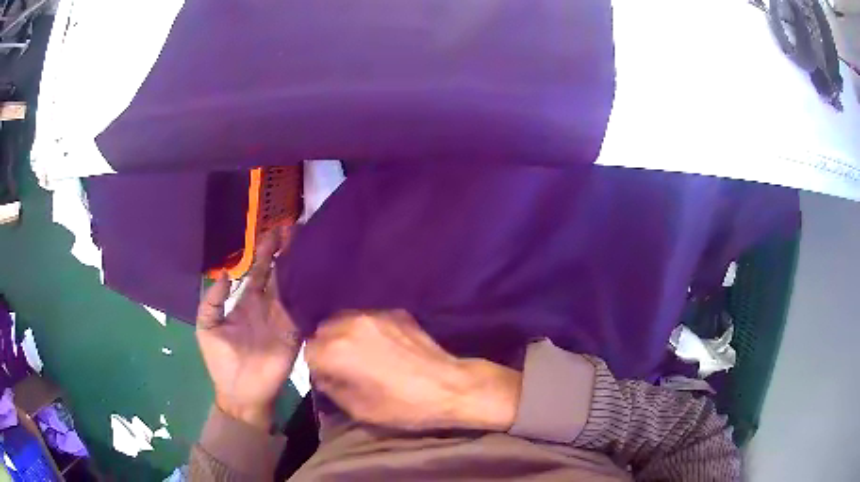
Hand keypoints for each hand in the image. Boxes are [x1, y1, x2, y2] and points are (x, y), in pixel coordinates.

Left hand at [196, 229, 300, 430]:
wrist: (239, 392)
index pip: (258, 272)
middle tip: (295, 228)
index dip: (265, 252)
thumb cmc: (220, 361)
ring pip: (292, 288)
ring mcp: (281, 320)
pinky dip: (307, 295)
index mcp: (246, 303)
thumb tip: (225, 273)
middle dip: (286, 252)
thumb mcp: (207, 326)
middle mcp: (266, 307)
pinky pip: (300, 311)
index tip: (273, 232)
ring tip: (307, 245)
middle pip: (278, 274)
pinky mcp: (293, 334)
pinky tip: (314, 277)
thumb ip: (212, 300)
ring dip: (299, 268)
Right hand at [306, 310, 520, 431]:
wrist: (450, 386)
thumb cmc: (403, 405)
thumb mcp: (358, 409)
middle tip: (340, 366)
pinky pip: (368, 318)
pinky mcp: (395, 312)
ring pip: (344, 320)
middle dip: (326, 348)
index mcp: (336, 350)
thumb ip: (332, 388)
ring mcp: (374, 314)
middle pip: (322, 331)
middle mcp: (350, 324)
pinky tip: (382, 345)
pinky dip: (366, 330)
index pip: (308, 351)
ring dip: (344, 336)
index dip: (314, 368)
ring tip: (359, 353)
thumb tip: (324, 376)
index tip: (326, 378)